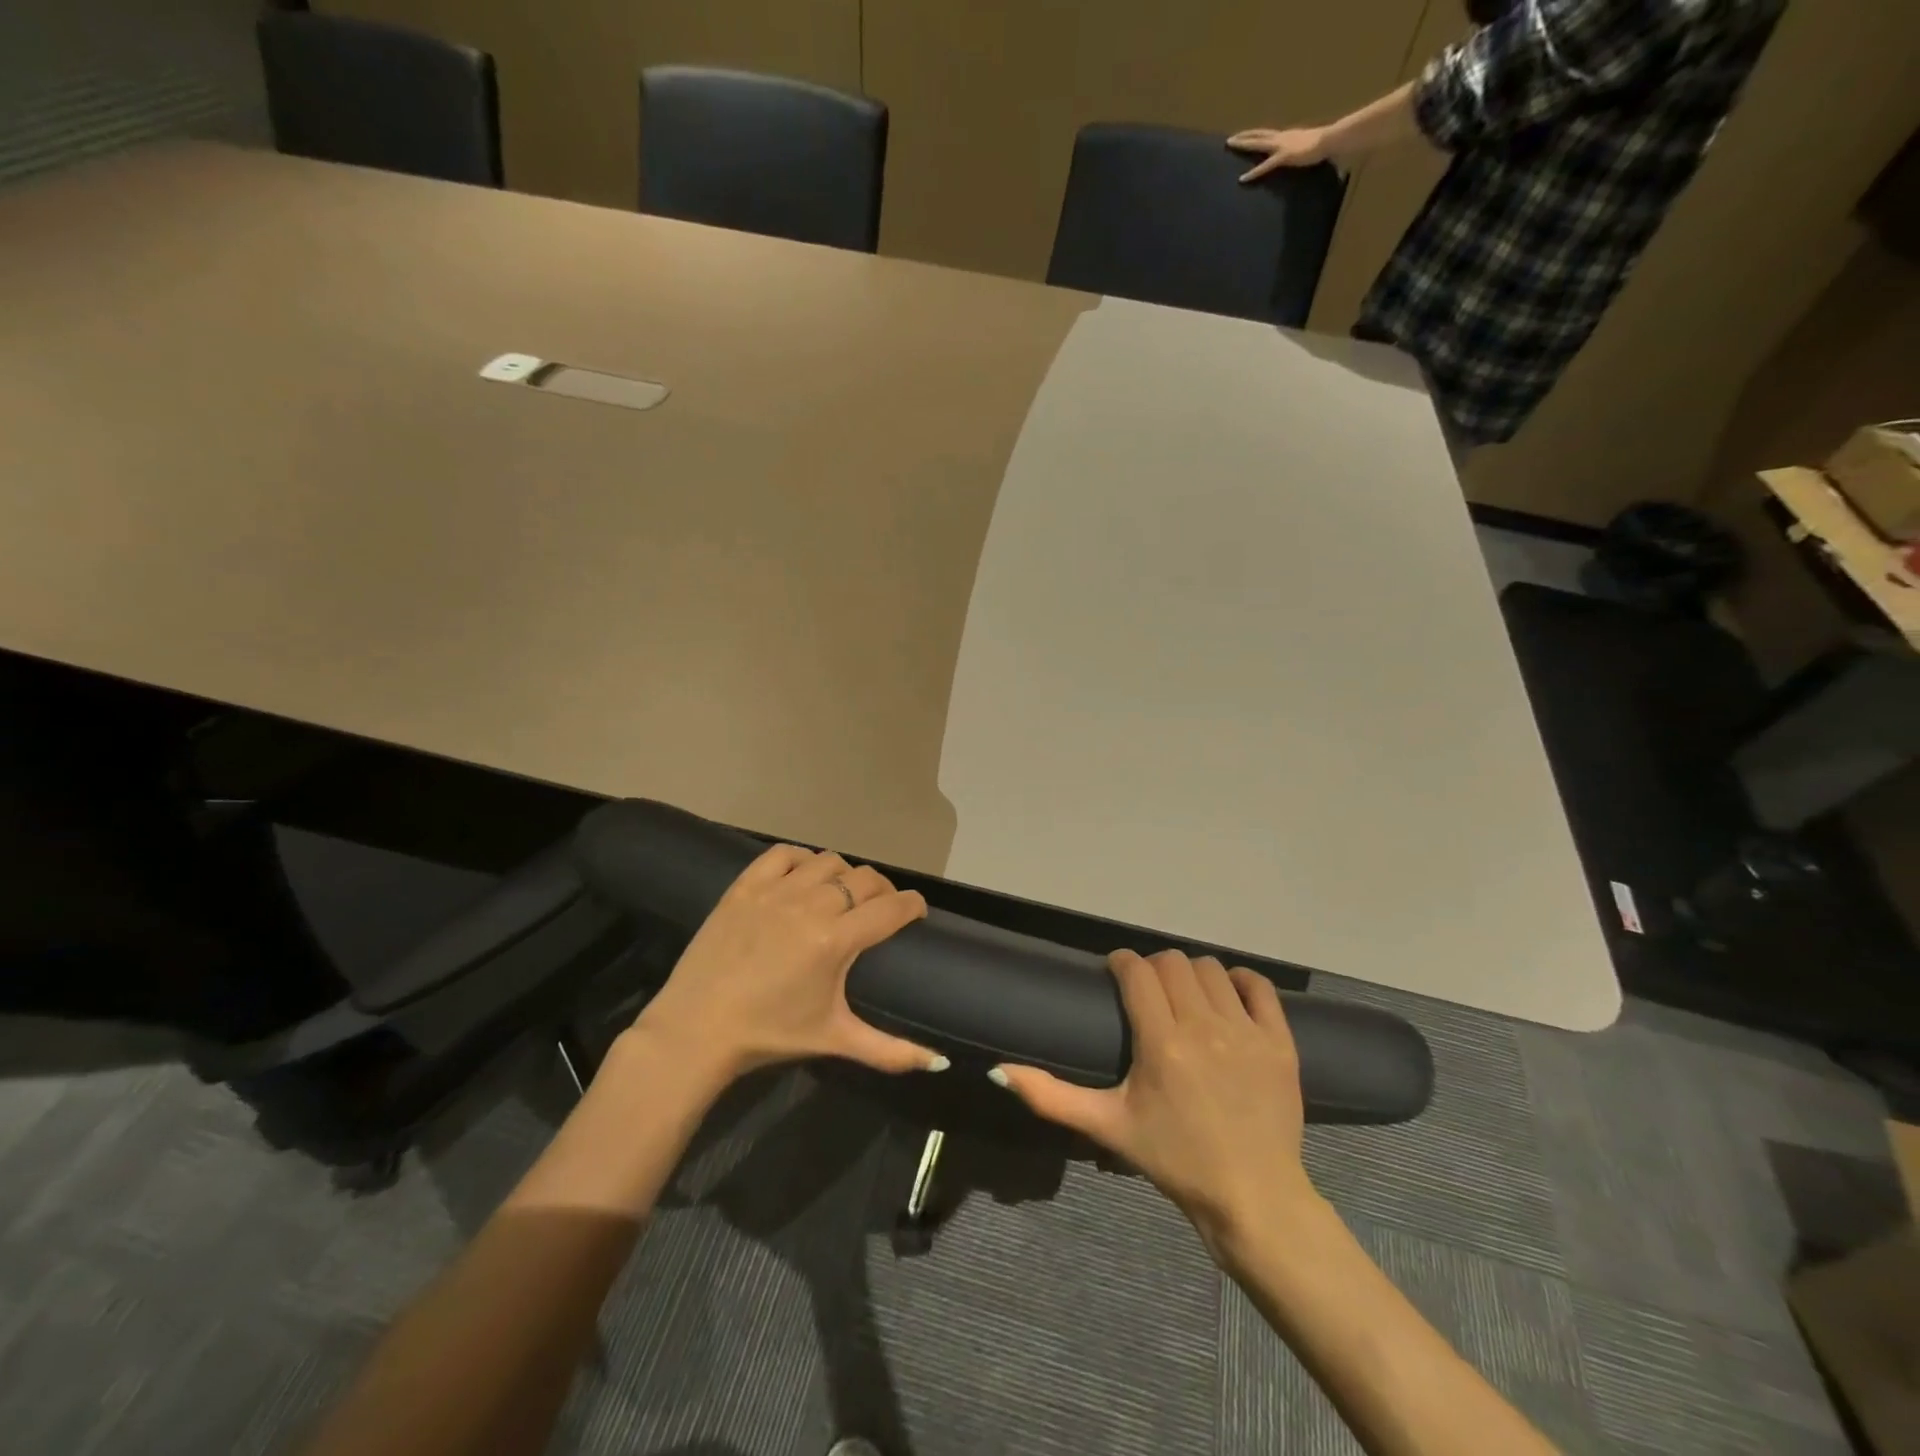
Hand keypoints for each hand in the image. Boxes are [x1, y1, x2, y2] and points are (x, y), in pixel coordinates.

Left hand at [633, 844, 938, 1084]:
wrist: (697, 1030)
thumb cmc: (770, 1034)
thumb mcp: (834, 1039)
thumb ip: (890, 1050)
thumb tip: (940, 1062)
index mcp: (836, 940)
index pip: (892, 907)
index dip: (912, 905)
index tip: (916, 913)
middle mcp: (811, 905)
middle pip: (864, 878)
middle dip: (883, 890)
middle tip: (880, 909)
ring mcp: (775, 891)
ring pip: (828, 860)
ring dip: (843, 874)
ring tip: (841, 894)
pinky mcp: (744, 886)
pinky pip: (783, 854)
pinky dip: (801, 860)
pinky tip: (803, 877)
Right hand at [994, 949, 1314, 1258]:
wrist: (1252, 1198)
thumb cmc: (1174, 1159)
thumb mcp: (1108, 1128)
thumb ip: (1051, 1097)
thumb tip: (999, 1071)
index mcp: (1161, 1043)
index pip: (1137, 971)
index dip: (1122, 963)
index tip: (1115, 973)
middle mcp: (1204, 1026)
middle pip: (1172, 963)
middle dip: (1154, 968)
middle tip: (1148, 992)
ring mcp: (1247, 1032)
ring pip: (1212, 969)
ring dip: (1192, 974)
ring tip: (1185, 997)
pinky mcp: (1280, 1043)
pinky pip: (1259, 987)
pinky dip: (1241, 982)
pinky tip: (1227, 998)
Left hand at [1227, 127, 1332, 181]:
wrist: (1329, 140)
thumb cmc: (1322, 144)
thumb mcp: (1306, 146)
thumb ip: (1298, 150)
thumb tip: (1297, 155)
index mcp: (1286, 136)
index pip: (1267, 134)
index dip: (1254, 135)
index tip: (1244, 135)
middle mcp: (1281, 137)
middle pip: (1259, 135)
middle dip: (1244, 136)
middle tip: (1230, 139)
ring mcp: (1281, 145)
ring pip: (1258, 143)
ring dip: (1244, 144)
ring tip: (1230, 145)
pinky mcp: (1284, 156)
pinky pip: (1265, 166)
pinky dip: (1253, 173)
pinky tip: (1242, 178)